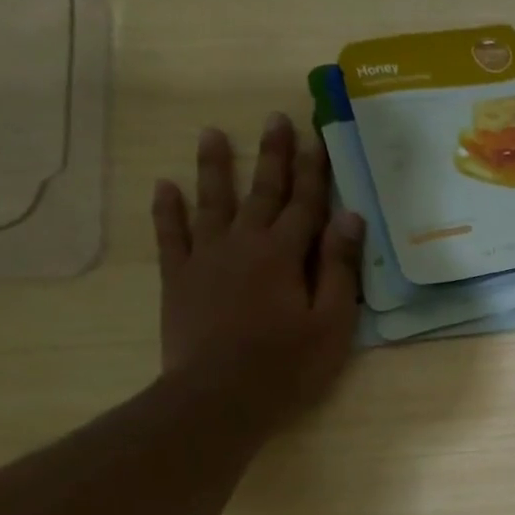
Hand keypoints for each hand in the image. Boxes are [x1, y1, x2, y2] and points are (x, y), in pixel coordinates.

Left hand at [152, 114, 363, 425]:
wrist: (219, 396)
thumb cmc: (287, 366)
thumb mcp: (331, 323)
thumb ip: (339, 268)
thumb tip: (350, 217)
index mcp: (284, 255)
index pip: (305, 204)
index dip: (314, 172)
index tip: (317, 137)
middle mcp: (244, 244)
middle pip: (262, 193)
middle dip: (272, 156)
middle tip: (274, 118)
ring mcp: (206, 258)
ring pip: (212, 202)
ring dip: (215, 167)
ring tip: (213, 134)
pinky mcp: (178, 279)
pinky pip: (170, 235)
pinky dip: (168, 210)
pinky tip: (165, 187)